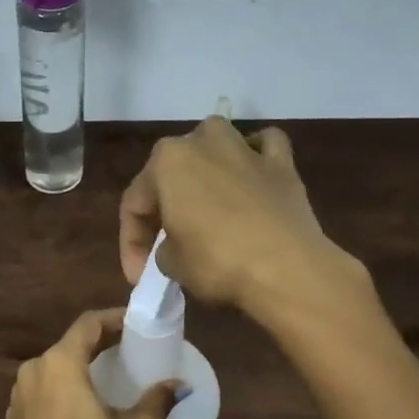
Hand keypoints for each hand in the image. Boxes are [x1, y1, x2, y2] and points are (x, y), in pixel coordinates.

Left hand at [6, 309, 178, 418]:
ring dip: (79, 363)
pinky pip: (41, 386)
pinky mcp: (14, 414)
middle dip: (99, 341)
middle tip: (128, 346)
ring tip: (106, 372)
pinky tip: (79, 402)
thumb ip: (157, 404)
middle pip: (70, 342)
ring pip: (54, 364)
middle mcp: (34, 368)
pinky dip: (62, 385)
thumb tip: (179, 386)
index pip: (88, 324)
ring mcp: (19, 392)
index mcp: (60, 363)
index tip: (135, 322)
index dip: (113, 318)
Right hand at [119, 117, 365, 321]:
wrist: (286, 269)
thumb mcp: (172, 264)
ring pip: (216, 145)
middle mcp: (202, 141)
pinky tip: (251, 175)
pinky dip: (255, 156)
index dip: (131, 243)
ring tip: (204, 202)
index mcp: (166, 161)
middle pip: (173, 171)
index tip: (138, 276)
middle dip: (166, 205)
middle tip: (166, 243)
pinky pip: (264, 147)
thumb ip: (164, 247)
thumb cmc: (217, 262)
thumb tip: (177, 246)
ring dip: (206, 167)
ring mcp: (245, 147)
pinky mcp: (282, 163)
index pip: (135, 203)